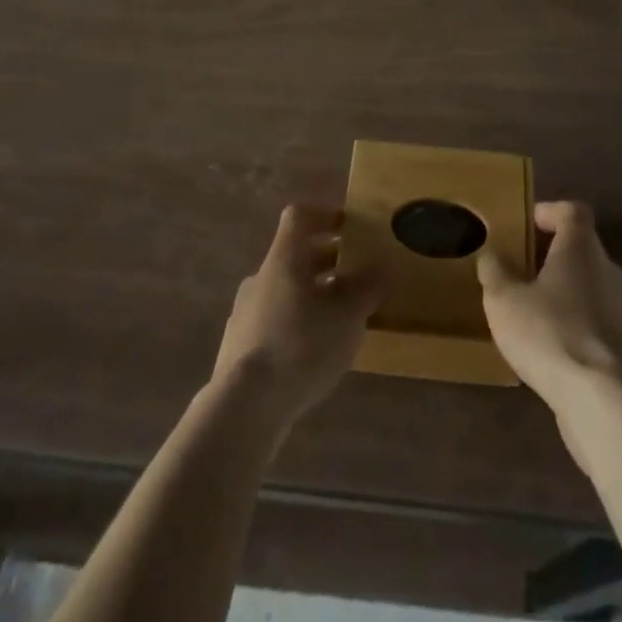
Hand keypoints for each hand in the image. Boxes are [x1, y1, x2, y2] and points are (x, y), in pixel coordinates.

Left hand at [210, 205, 381, 435]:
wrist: (243, 406)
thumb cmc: (301, 345)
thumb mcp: (348, 317)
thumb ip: (367, 288)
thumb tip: (382, 265)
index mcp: (284, 258)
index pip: (299, 217)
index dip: (325, 215)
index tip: (349, 226)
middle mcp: (261, 277)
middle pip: (294, 255)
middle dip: (327, 261)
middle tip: (356, 274)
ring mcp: (245, 312)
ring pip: (285, 290)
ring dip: (313, 295)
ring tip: (341, 318)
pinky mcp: (239, 347)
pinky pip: (274, 321)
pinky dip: (297, 324)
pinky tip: (315, 351)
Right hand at [478, 201, 621, 412]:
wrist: (602, 400)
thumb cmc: (550, 332)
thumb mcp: (504, 299)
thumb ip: (495, 271)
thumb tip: (491, 253)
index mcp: (581, 247)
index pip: (573, 211)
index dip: (549, 211)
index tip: (526, 224)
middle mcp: (607, 270)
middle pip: (582, 247)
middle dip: (553, 253)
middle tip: (521, 266)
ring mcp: (620, 309)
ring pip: (590, 284)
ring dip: (564, 289)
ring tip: (532, 306)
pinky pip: (595, 318)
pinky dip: (575, 320)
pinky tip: (550, 343)